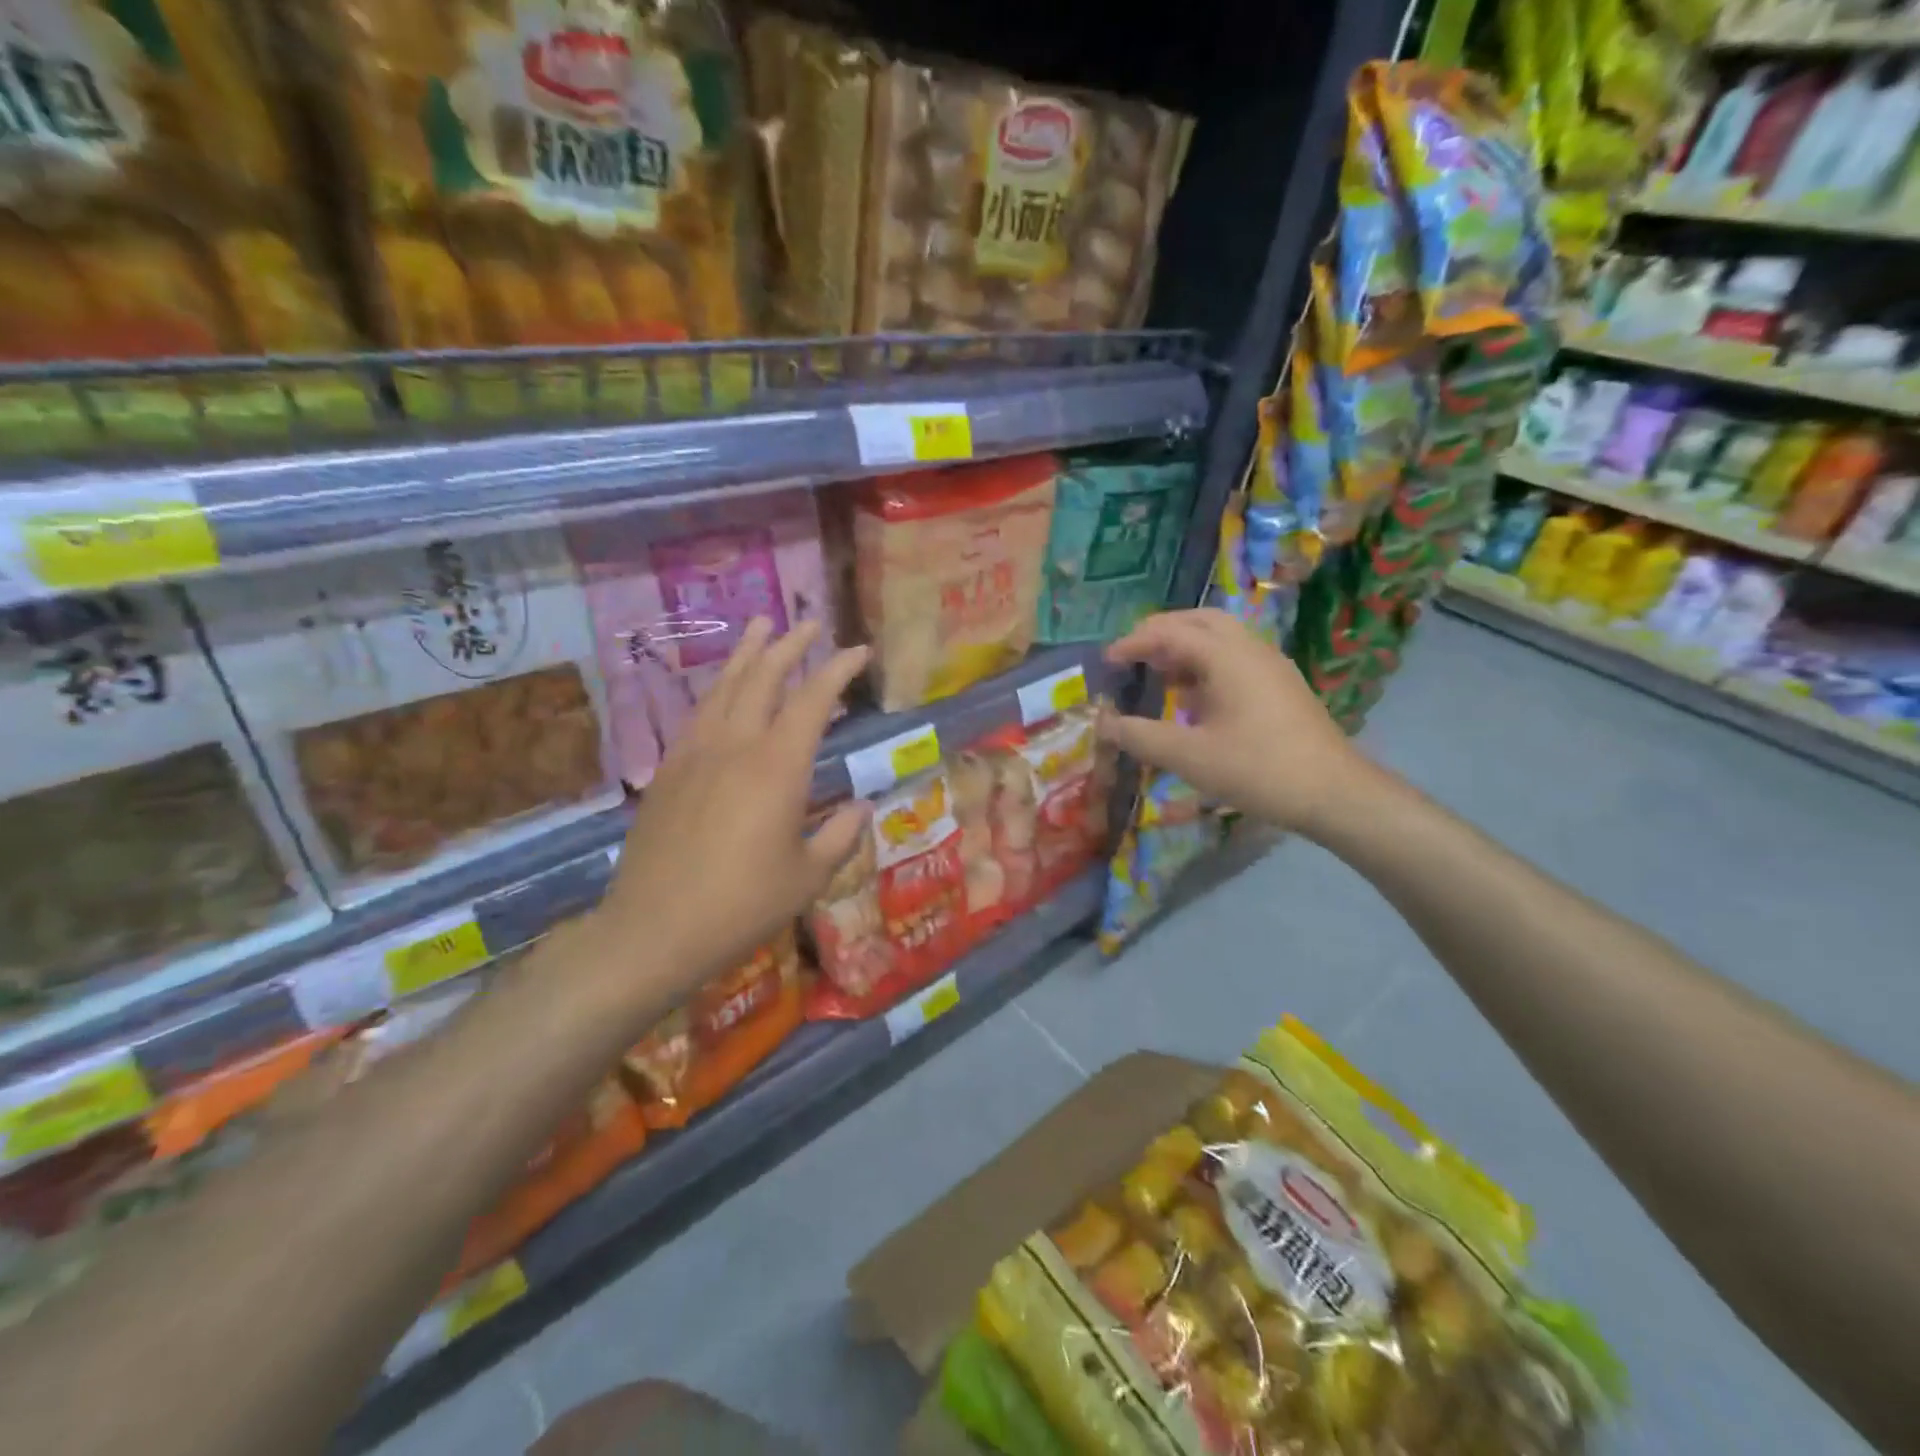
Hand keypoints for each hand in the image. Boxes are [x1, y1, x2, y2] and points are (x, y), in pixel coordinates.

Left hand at [594, 618, 870, 1011]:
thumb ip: (840, 835)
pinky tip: (722, 691)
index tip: (858, 650)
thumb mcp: (808, 877)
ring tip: (760, 628)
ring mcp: (694, 754)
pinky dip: (718, 690)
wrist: (654, 931)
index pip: (813, 700)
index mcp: (777, 767)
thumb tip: (861, 807)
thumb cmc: (743, 905)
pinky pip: (698, 714)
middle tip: (808, 623)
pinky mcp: (668, 772)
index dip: (837, 669)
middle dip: (789, 645)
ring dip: (747, 654)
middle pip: (763, 678)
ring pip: (724, 687)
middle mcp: (735, 746)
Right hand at [1094, 609, 1382, 838]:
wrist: (1334, 792)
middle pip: (1200, 621)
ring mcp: (1271, 666)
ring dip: (1185, 647)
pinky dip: (1206, 664)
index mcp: (1227, 657)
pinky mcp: (1281, 686)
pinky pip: (1236, 659)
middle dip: (1162, 631)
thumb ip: (1141, 737)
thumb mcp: (1189, 757)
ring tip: (1158, 674)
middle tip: (1133, 653)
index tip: (1107, 661)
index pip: (1170, 633)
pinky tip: (1193, 699)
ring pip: (1221, 638)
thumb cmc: (1258, 769)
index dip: (1134, 643)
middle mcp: (1250, 649)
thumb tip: (1104, 724)